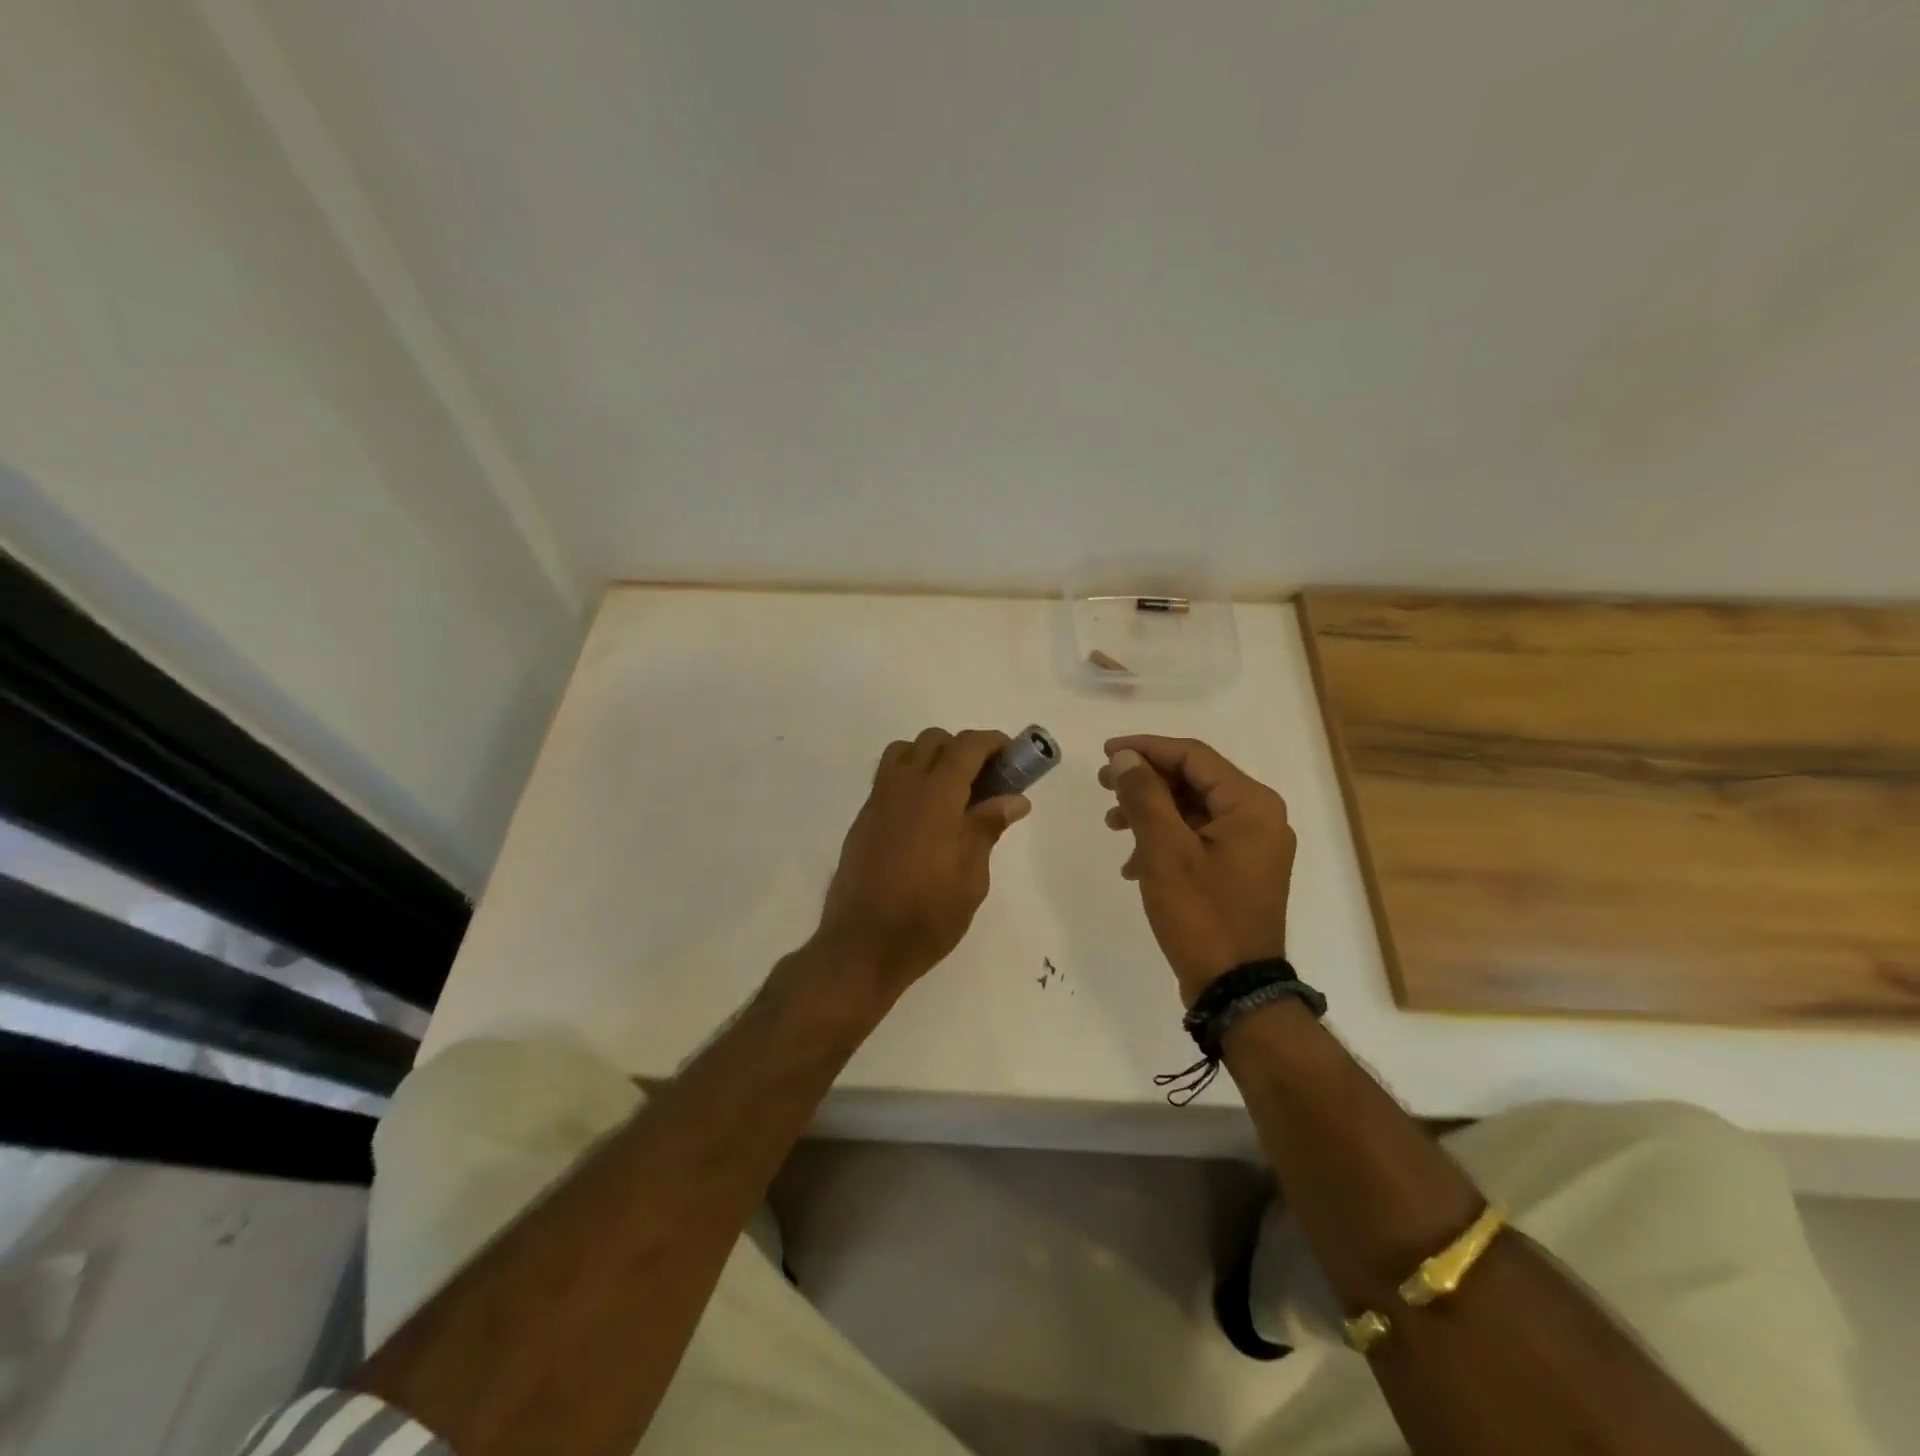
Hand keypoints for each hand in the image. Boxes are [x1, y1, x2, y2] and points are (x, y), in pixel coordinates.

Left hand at [814, 728, 1030, 994]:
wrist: (861, 946)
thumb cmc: (925, 917)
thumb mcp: (971, 878)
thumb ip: (987, 828)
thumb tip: (1014, 799)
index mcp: (935, 797)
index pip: (966, 747)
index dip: (993, 742)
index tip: (1012, 755)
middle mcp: (903, 787)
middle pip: (933, 741)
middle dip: (964, 749)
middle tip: (987, 781)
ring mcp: (878, 801)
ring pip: (905, 752)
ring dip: (932, 757)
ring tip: (952, 793)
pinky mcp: (863, 819)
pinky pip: (888, 778)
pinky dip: (911, 777)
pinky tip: (925, 817)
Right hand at [1099, 735, 1295, 1003]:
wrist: (1235, 989)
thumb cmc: (1201, 914)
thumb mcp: (1164, 850)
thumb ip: (1144, 796)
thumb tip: (1126, 758)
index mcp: (1251, 804)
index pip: (1193, 756)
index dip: (1146, 748)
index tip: (1106, 753)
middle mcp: (1259, 817)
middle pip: (1193, 780)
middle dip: (1145, 782)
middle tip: (1104, 786)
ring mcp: (1251, 846)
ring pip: (1191, 809)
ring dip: (1150, 812)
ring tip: (1112, 826)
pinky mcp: (1239, 870)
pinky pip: (1198, 838)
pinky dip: (1164, 840)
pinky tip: (1134, 864)